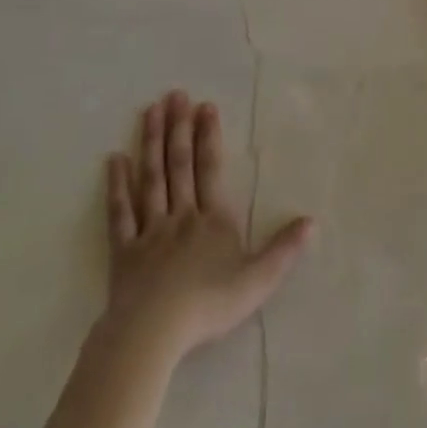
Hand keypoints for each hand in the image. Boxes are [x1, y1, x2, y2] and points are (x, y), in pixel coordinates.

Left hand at [100, 91, 313, 362]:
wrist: (153, 332)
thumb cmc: (209, 305)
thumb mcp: (258, 280)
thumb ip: (284, 249)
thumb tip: (312, 220)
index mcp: (213, 220)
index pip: (211, 169)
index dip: (208, 137)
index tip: (205, 106)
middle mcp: (181, 215)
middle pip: (179, 165)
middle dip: (179, 128)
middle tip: (175, 94)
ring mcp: (150, 230)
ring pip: (151, 178)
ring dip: (151, 143)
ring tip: (150, 110)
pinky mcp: (124, 250)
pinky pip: (120, 212)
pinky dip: (117, 185)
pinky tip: (114, 159)